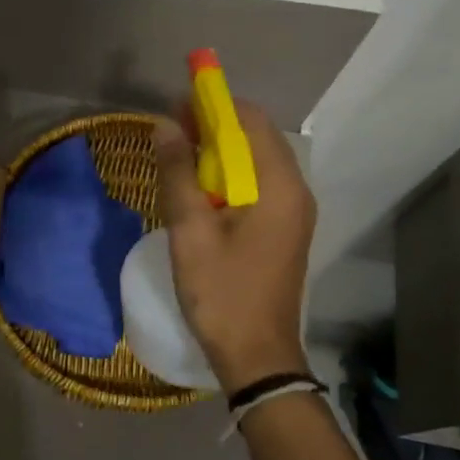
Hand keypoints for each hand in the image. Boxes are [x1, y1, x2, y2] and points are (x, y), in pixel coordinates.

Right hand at [153, 102, 316, 394]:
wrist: (257, 355)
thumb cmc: (222, 292)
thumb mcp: (190, 230)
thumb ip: (178, 173)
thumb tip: (164, 125)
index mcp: (279, 186)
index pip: (251, 120)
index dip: (213, 104)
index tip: (176, 106)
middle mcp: (296, 191)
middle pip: (255, 137)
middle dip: (213, 127)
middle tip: (171, 133)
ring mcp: (293, 212)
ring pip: (255, 162)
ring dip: (218, 153)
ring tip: (178, 159)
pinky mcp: (283, 230)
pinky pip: (256, 186)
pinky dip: (227, 177)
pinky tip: (198, 191)